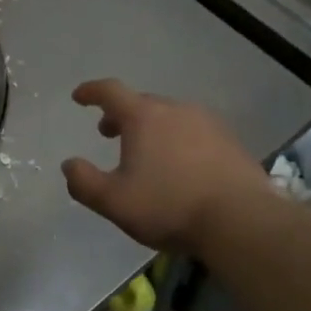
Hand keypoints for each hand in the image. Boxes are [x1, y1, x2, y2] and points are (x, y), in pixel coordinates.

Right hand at [61, 79, 271, 252]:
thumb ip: (85, 182)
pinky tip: (182, 167)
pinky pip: (194, 132)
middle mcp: (175, 109)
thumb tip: (69, 165)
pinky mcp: (230, 141)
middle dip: (121, 115)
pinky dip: (179, 141)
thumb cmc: (170, 206)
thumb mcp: (115, 202)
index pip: (110, 91)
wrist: (241, 219)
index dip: (91, 91)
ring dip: (152, 128)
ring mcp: (206, 122)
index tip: (79, 97)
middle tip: (110, 133)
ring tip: (147, 153)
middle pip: (141, 103)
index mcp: (143, 116)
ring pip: (170, 116)